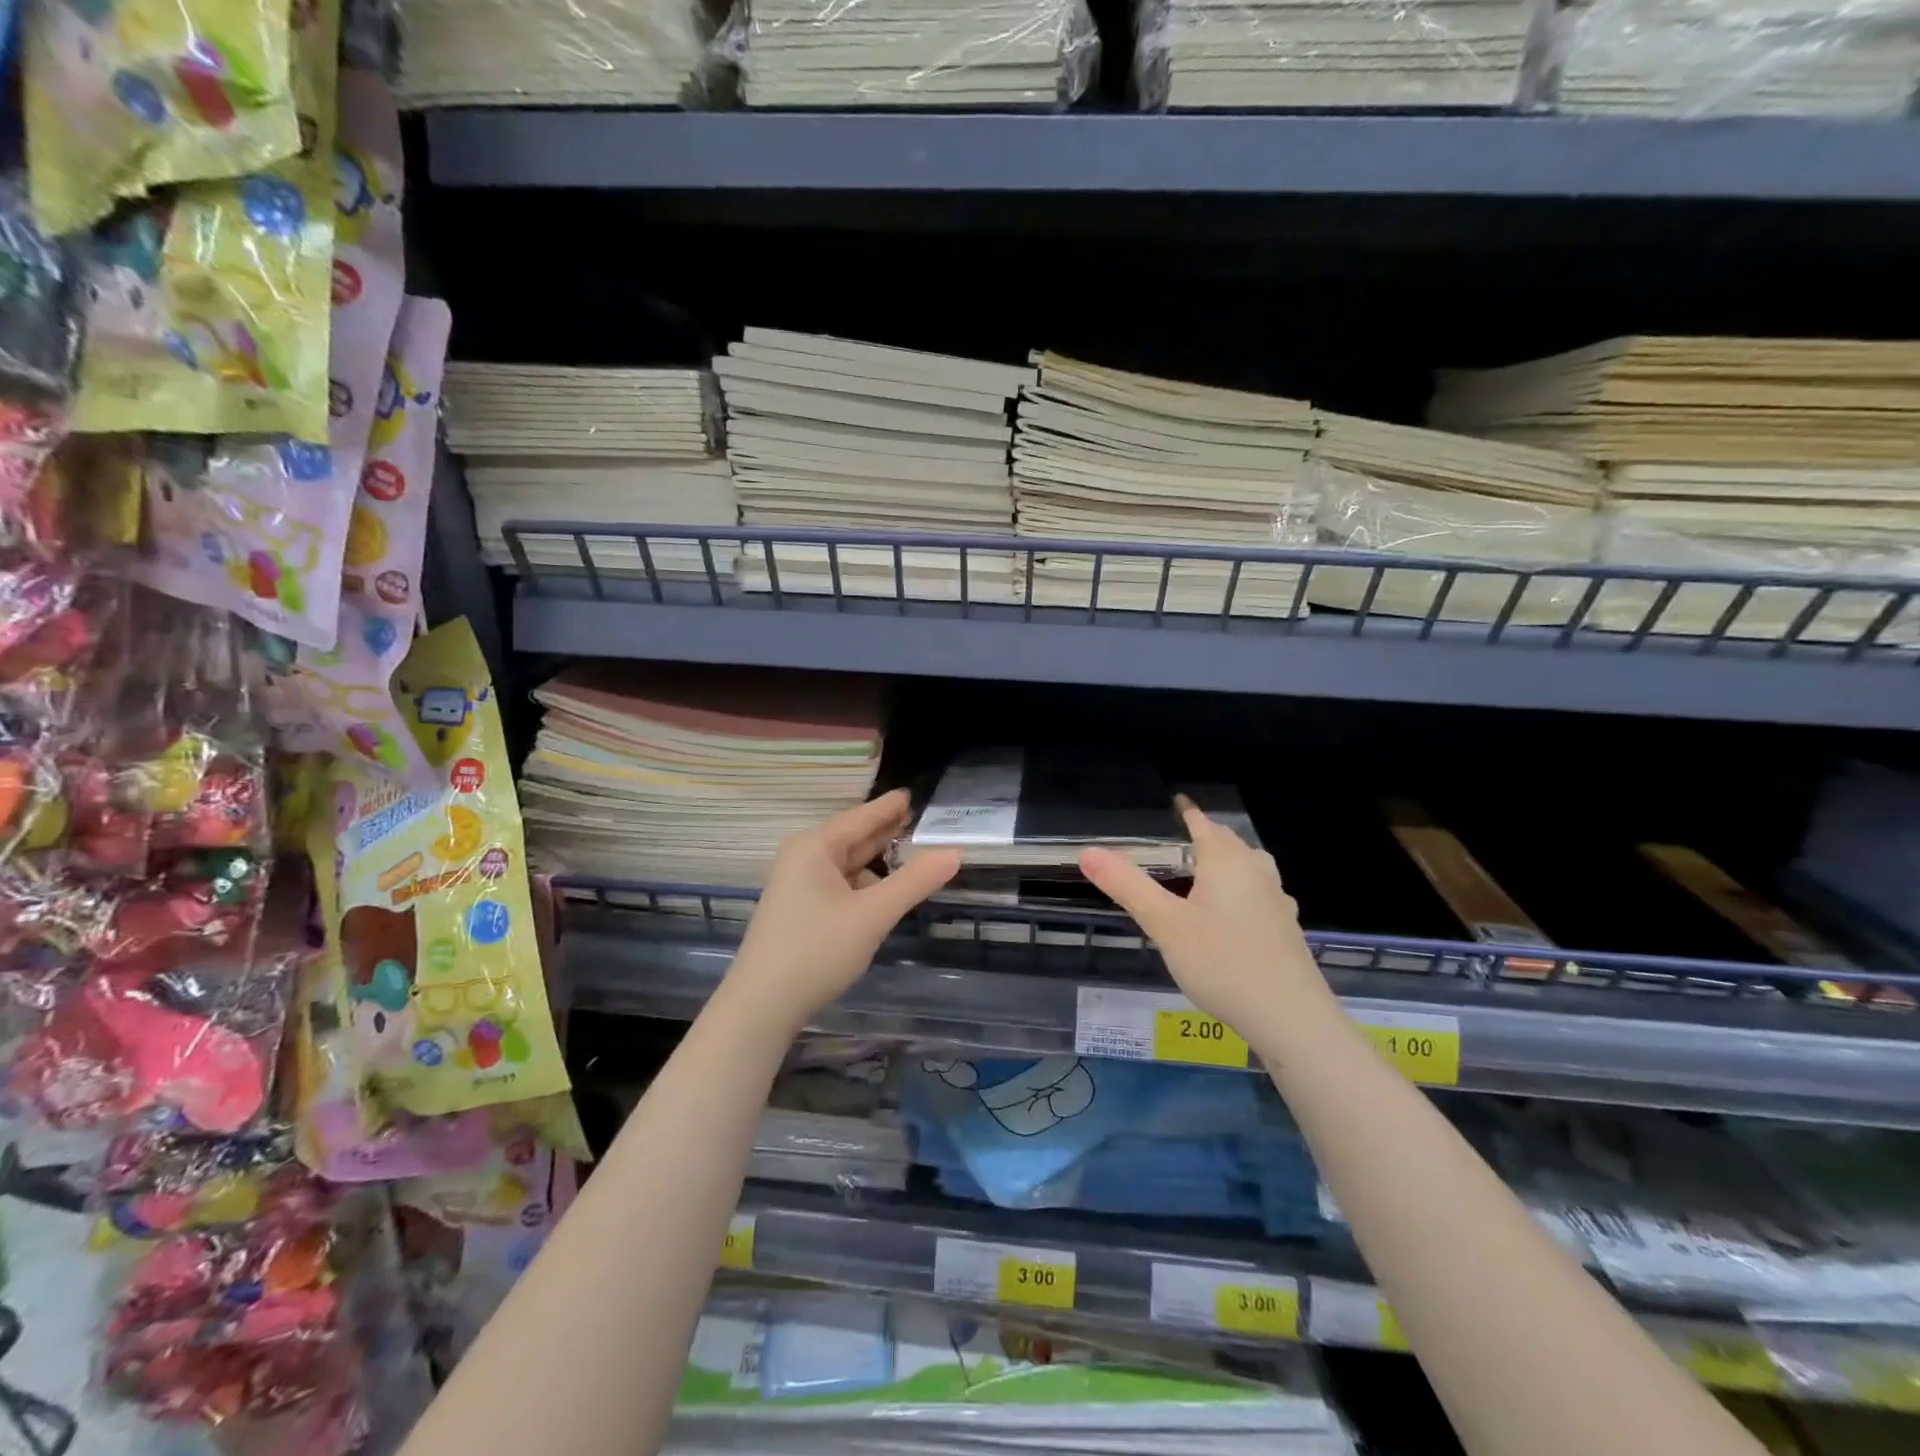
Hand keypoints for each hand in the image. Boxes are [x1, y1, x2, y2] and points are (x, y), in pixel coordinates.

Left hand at [725, 789, 960, 1032]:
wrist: (761, 1008)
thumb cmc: (816, 951)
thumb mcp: (873, 915)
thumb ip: (914, 882)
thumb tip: (955, 852)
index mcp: (815, 847)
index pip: (861, 817)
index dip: (889, 807)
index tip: (912, 794)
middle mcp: (803, 859)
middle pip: (853, 838)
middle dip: (886, 833)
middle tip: (922, 822)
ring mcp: (797, 886)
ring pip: (847, 865)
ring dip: (878, 863)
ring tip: (913, 857)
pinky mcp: (799, 912)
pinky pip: (839, 886)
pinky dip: (864, 885)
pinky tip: (884, 894)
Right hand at [1080, 797, 1332, 1040]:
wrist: (1290, 1018)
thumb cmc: (1222, 962)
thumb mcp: (1164, 924)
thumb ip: (1127, 886)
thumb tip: (1088, 852)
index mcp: (1226, 862)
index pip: (1203, 825)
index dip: (1187, 812)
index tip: (1176, 801)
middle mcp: (1256, 873)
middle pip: (1230, 843)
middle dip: (1207, 836)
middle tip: (1181, 839)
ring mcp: (1277, 902)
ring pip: (1251, 868)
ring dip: (1229, 863)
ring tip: (1206, 873)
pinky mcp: (1286, 930)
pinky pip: (1259, 895)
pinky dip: (1241, 891)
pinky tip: (1232, 915)